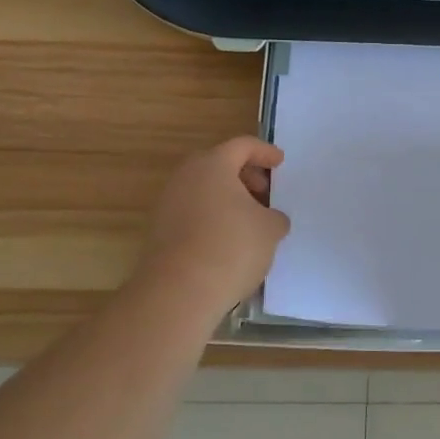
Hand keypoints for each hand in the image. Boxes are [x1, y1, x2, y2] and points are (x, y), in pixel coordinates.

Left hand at [135, 137, 290, 321]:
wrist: (178, 292)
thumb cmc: (231, 247)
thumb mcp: (270, 229)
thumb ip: (274, 216)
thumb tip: (270, 219)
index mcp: (213, 165)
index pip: (242, 146)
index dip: (265, 152)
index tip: (280, 163)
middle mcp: (185, 177)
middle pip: (218, 165)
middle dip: (244, 175)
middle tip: (264, 192)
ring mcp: (167, 204)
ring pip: (203, 190)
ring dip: (227, 199)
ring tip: (249, 221)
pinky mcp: (159, 232)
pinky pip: (192, 213)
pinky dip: (212, 218)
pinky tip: (229, 241)